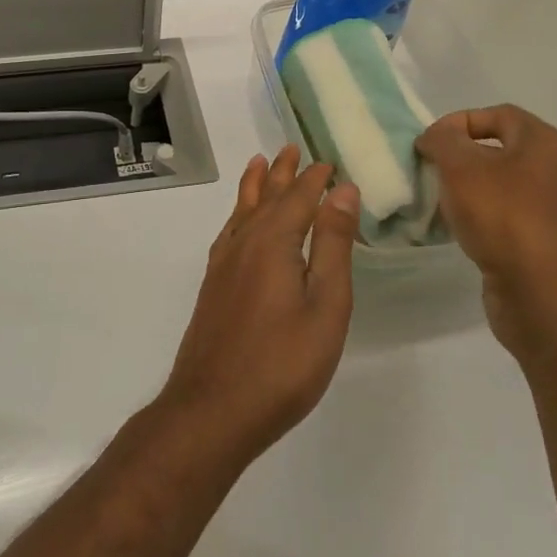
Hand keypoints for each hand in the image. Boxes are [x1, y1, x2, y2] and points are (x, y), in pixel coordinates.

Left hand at [156, 147, 360, 464]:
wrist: (212, 408)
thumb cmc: (282, 363)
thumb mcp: (325, 306)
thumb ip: (333, 245)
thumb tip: (343, 191)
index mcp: (273, 241)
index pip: (299, 197)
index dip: (315, 179)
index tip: (329, 162)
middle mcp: (244, 242)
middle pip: (266, 196)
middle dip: (282, 173)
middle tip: (291, 148)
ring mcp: (223, 264)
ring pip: (242, 210)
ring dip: (256, 186)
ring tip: (259, 163)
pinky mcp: (213, 285)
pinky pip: (228, 231)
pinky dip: (237, 214)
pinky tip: (239, 222)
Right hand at [416, 105, 556, 360]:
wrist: (541, 295)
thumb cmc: (503, 217)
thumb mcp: (461, 167)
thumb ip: (442, 140)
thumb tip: (435, 137)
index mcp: (544, 142)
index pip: (497, 113)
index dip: (458, 122)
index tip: (428, 144)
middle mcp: (553, 169)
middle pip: (496, 147)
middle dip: (458, 156)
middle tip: (429, 170)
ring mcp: (549, 206)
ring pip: (496, 182)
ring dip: (464, 187)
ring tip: (437, 200)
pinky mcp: (539, 238)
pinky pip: (501, 212)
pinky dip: (476, 214)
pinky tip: (456, 228)